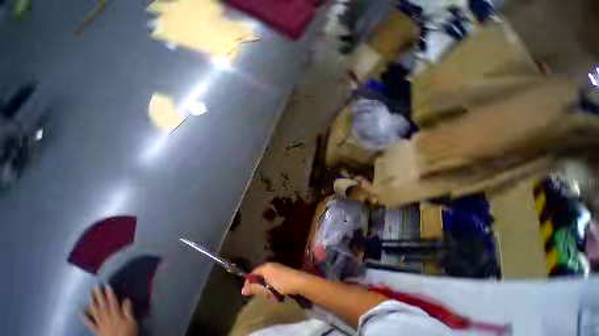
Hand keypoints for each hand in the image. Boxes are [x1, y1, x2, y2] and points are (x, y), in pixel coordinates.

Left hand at [82, 286, 137, 335]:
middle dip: (99, 295)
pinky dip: (84, 317)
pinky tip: (80, 311)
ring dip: (92, 302)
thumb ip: (129, 311)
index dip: (110, 293)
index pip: (113, 301)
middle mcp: (107, 317)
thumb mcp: (132, 322)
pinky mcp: (96, 330)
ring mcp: (100, 323)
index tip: (106, 284)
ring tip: (89, 293)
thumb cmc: (127, 333)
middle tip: (95, 286)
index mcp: (116, 314)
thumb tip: (127, 298)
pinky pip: (89, 323)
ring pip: (95, 311)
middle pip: (103, 305)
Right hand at [241, 262, 307, 298]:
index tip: (247, 291)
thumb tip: (242, 290)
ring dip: (264, 285)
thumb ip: (254, 288)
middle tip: (258, 293)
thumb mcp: (266, 288)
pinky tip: (274, 291)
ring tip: (267, 293)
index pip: (253, 272)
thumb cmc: (281, 284)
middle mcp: (270, 265)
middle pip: (259, 274)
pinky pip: (271, 277)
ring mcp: (277, 267)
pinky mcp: (281, 271)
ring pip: (266, 276)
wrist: (297, 281)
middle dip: (257, 284)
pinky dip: (270, 284)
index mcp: (265, 267)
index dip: (249, 281)